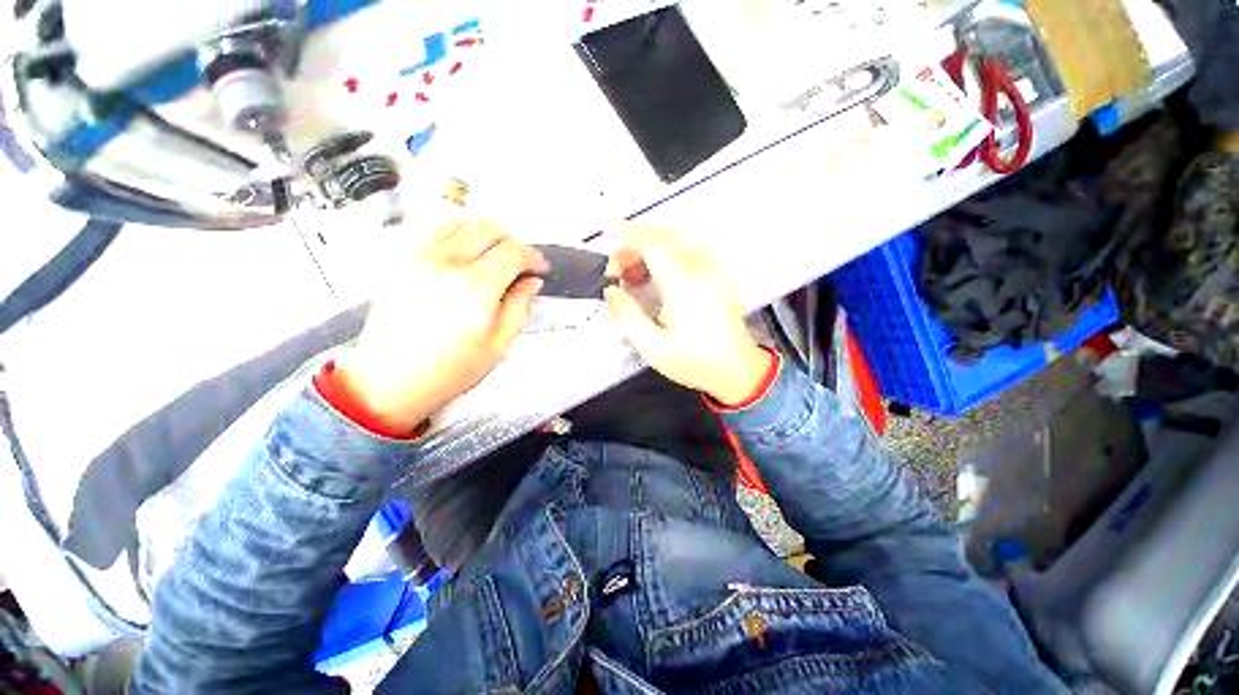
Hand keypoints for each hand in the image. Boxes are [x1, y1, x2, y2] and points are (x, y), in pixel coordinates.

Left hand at [336, 219, 548, 432]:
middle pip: (489, 228)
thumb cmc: (446, 371)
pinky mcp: (400, 261)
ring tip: (492, 257)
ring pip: (461, 221)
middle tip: (519, 263)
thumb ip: (520, 307)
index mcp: (475, 287)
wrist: (391, 380)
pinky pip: (433, 230)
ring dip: (484, 234)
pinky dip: (456, 235)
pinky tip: (462, 256)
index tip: (539, 268)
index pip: (514, 251)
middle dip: (513, 242)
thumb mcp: (499, 345)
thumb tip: (532, 284)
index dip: (533, 257)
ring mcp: (418, 258)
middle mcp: (445, 264)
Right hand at [604, 224, 771, 406]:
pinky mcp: (715, 277)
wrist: (738, 371)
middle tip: (614, 270)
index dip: (627, 232)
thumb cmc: (696, 362)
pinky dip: (662, 258)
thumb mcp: (654, 348)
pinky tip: (651, 278)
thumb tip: (611, 291)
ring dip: (647, 252)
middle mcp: (700, 272)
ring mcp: (711, 272)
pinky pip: (685, 254)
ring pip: (674, 244)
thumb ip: (628, 316)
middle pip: (663, 239)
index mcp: (685, 287)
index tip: (605, 225)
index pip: (653, 245)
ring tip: (628, 276)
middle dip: (632, 246)